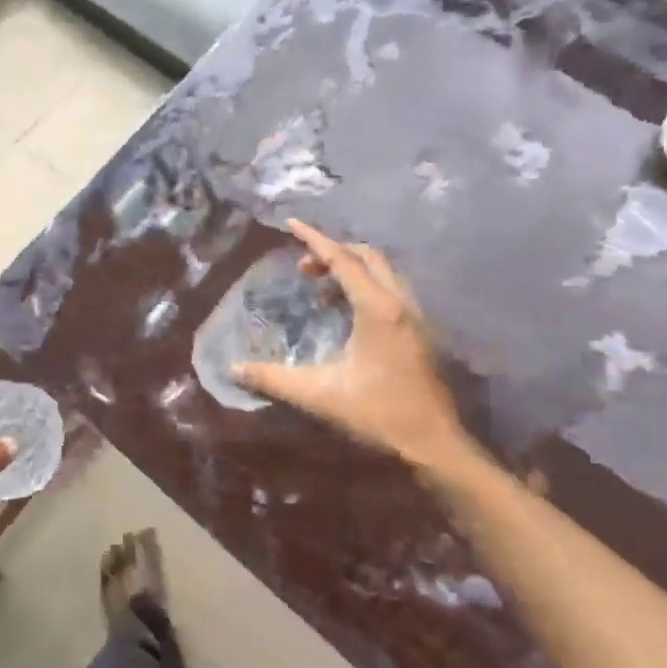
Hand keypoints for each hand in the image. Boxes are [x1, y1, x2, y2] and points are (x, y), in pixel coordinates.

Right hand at [233, 221, 464, 468]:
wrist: (432, 443)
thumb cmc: (378, 414)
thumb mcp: (320, 395)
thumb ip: (274, 379)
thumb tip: (234, 368)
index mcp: (377, 309)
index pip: (343, 260)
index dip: (315, 240)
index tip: (291, 224)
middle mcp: (399, 302)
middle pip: (367, 256)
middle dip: (333, 252)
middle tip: (303, 268)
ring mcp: (413, 315)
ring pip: (381, 271)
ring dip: (350, 269)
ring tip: (319, 290)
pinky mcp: (418, 329)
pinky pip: (389, 289)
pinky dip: (364, 286)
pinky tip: (344, 314)